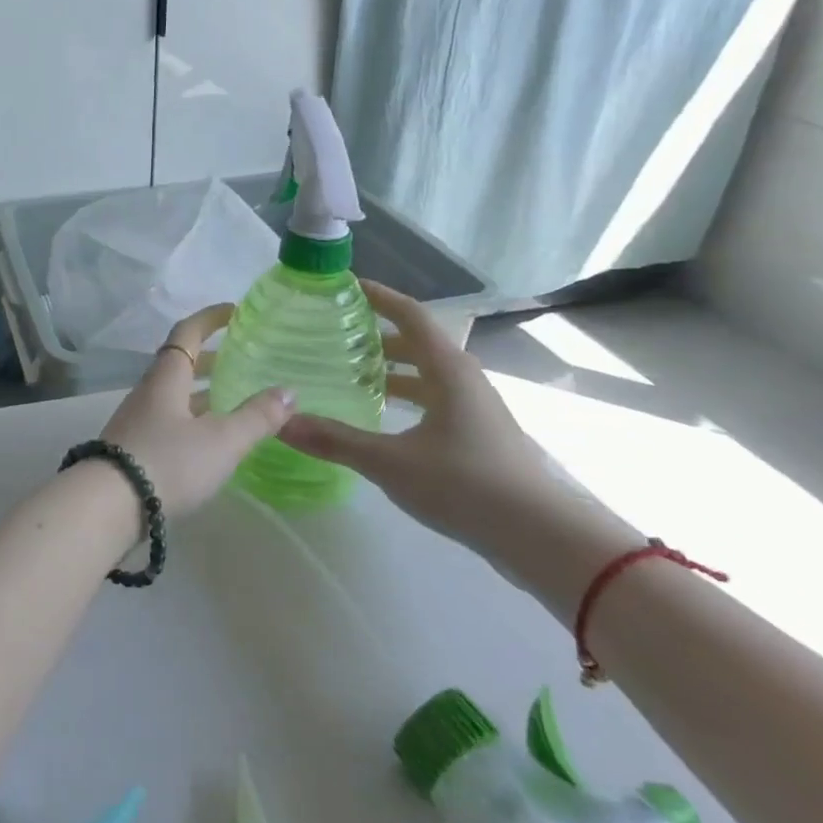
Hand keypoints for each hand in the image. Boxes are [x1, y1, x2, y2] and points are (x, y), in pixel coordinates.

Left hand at [98, 304, 295, 518]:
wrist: (107, 506)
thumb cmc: (168, 462)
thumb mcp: (222, 441)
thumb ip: (257, 417)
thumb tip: (289, 390)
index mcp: (166, 378)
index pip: (187, 333)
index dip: (210, 318)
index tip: (234, 311)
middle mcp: (148, 392)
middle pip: (179, 364)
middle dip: (210, 359)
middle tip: (241, 360)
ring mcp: (137, 421)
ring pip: (174, 394)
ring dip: (201, 391)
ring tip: (232, 400)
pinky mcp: (133, 449)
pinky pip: (168, 420)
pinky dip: (192, 418)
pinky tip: (208, 439)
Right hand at [277, 281, 563, 550]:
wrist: (541, 537)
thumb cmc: (465, 485)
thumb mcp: (390, 462)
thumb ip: (334, 440)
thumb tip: (281, 423)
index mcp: (447, 369)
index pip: (409, 314)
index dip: (377, 296)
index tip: (344, 286)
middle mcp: (463, 378)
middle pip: (415, 342)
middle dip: (375, 337)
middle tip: (332, 337)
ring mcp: (475, 406)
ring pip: (425, 373)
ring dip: (390, 370)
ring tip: (348, 375)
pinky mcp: (478, 433)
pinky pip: (433, 398)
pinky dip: (404, 396)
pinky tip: (381, 418)